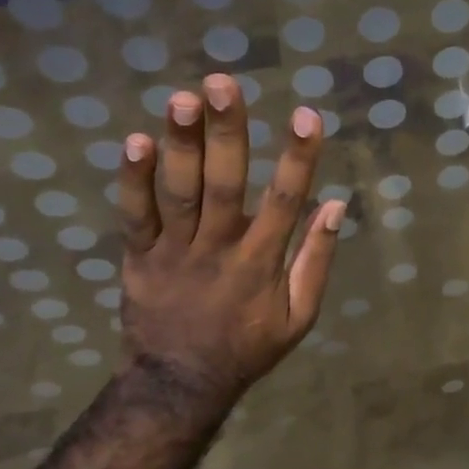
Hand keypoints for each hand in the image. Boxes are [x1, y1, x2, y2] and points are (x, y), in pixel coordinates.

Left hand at [111, 75, 342, 410]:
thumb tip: (335, 206)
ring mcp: (174, 252)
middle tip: (222, 83)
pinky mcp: (139, 257)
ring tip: (182, 98)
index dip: (298, 158)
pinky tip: (136, 140)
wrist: (178, 384)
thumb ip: (317, 261)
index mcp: (261, 263)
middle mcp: (218, 249)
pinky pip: (135, 214)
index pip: (286, 202)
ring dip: (180, 144)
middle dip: (225, 132)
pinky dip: (133, 179)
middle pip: (223, 185)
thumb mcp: (299, 317)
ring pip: (178, 192)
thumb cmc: (248, 346)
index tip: (306, 115)